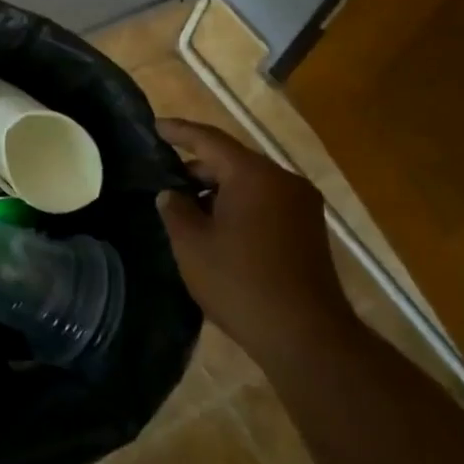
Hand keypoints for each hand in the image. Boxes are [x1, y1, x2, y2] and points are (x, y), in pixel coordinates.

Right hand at [155, 118, 358, 371]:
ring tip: (184, 208)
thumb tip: (172, 195)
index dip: (179, 131)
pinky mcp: (309, 230)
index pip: (209, 140)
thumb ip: (175, 210)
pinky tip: (215, 227)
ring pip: (249, 184)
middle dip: (196, 167)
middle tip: (163, 179)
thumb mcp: (191, 244)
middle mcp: (284, 181)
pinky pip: (265, 203)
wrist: (306, 336)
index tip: (154, 126)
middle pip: (232, 161)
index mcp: (254, 175)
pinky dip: (238, 206)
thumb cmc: (240, 282)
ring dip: (217, 190)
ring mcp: (302, 206)